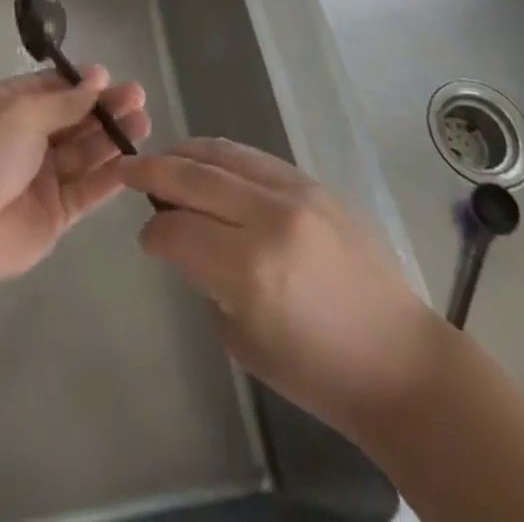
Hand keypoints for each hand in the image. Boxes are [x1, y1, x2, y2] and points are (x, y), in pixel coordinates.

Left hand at [0, 67, 149, 283]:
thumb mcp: (21, 113)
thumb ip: (64, 101)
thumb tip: (98, 77)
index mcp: (9, 106)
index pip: (52, 88)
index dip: (82, 84)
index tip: (112, 79)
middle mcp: (26, 138)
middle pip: (73, 118)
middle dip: (105, 108)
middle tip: (138, 99)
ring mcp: (42, 176)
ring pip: (85, 152)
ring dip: (113, 137)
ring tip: (143, 123)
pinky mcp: (56, 213)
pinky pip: (87, 188)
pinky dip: (109, 175)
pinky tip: (133, 161)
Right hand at [120, 138, 444, 437]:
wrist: (398, 358)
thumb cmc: (317, 369)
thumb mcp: (242, 338)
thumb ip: (205, 279)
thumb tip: (183, 239)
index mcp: (249, 269)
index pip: (177, 230)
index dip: (153, 234)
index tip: (146, 239)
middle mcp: (268, 218)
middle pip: (192, 178)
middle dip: (152, 171)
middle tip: (125, 169)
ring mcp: (295, 193)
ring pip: (221, 154)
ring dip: (183, 154)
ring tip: (162, 159)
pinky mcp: (313, 182)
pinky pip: (252, 156)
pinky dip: (220, 155)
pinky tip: (205, 162)